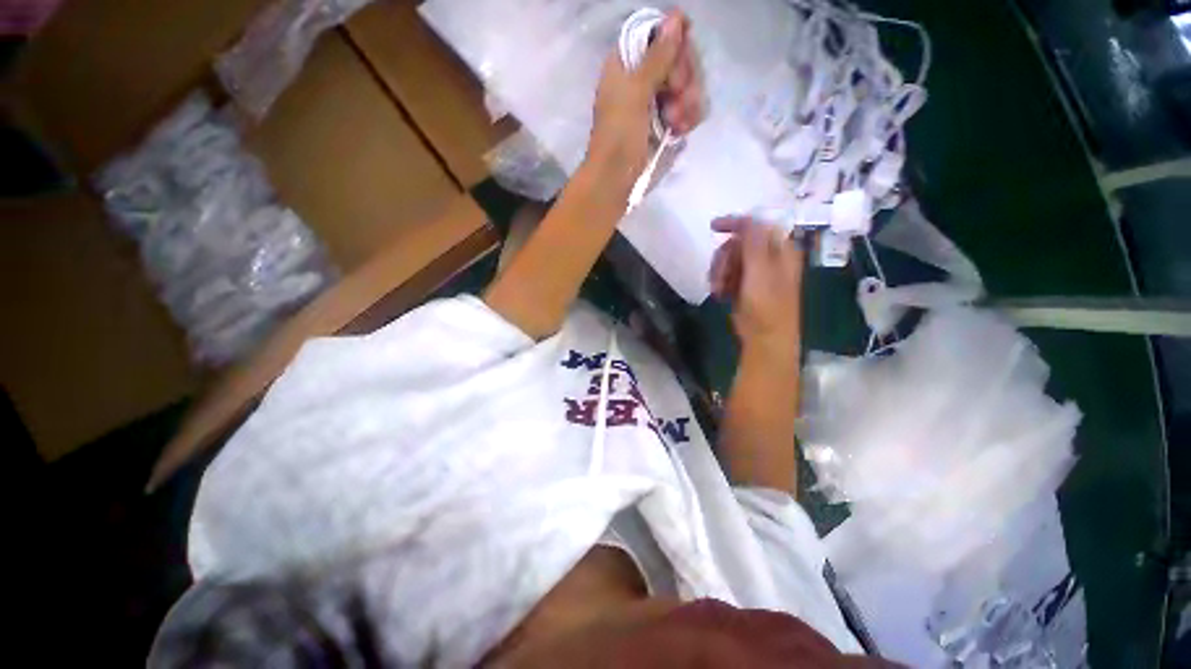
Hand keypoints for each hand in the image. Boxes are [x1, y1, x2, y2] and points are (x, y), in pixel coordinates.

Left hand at [585, 10, 703, 192]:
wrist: (616, 181)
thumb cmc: (619, 136)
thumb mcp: (635, 93)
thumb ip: (658, 56)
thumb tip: (677, 17)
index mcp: (626, 64)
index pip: (660, 35)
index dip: (675, 46)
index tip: (677, 64)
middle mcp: (642, 78)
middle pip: (678, 59)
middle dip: (684, 79)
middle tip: (676, 97)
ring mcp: (654, 102)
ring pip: (686, 85)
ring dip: (687, 103)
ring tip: (676, 124)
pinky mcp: (664, 124)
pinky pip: (687, 109)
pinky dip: (688, 118)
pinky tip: (682, 130)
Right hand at [709, 217, 804, 361]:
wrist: (765, 338)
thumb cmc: (767, 305)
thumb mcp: (760, 271)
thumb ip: (754, 242)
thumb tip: (750, 216)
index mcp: (780, 250)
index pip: (756, 226)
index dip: (735, 223)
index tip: (712, 227)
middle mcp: (768, 258)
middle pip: (738, 243)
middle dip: (724, 258)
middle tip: (719, 275)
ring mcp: (755, 273)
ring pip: (729, 259)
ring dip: (719, 272)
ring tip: (718, 290)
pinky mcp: (744, 286)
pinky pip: (727, 274)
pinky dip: (719, 282)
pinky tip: (719, 294)